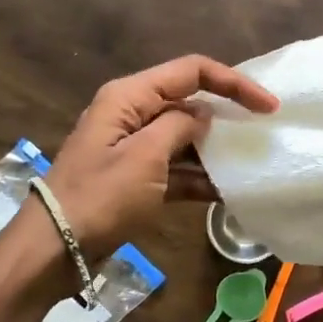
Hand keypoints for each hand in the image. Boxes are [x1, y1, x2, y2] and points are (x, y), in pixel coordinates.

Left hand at [44, 55, 276, 257]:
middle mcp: (131, 113)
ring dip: (214, 149)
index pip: (191, 71)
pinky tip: (227, 193)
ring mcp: (132, 147)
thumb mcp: (145, 157)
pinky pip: (175, 168)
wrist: (54, 250)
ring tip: (251, 162)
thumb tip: (204, 115)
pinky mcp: (135, 178)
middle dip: (225, 114)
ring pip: (184, 137)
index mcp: (129, 96)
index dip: (232, 82)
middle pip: (188, 101)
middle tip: (263, 132)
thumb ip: (180, 127)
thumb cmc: (100, 197)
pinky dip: (198, 178)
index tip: (268, 106)